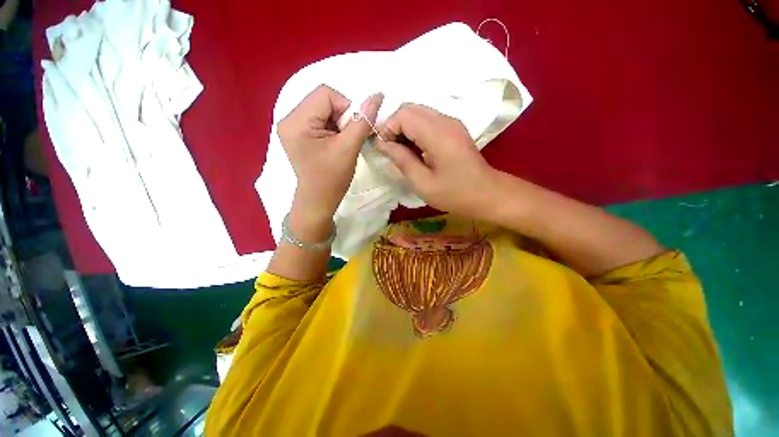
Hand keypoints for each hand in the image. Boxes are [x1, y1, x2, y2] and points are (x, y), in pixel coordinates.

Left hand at [277, 85, 383, 227]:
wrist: (319, 200)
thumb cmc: (332, 178)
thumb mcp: (349, 148)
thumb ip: (363, 121)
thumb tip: (377, 96)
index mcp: (296, 121)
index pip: (325, 94)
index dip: (346, 107)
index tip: (353, 130)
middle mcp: (289, 118)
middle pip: (323, 100)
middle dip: (342, 116)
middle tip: (347, 139)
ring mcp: (293, 126)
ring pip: (323, 109)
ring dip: (339, 123)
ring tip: (341, 143)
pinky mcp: (299, 134)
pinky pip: (320, 119)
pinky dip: (333, 128)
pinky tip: (335, 143)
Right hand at [376, 104, 498, 219]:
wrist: (487, 194)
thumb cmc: (455, 194)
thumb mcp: (423, 183)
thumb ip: (401, 160)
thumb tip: (381, 143)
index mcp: (438, 134)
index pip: (404, 114)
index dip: (388, 128)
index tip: (385, 150)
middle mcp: (446, 120)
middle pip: (410, 108)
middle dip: (395, 127)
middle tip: (393, 151)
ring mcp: (452, 122)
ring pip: (419, 113)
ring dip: (405, 129)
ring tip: (404, 153)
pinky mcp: (454, 128)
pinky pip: (429, 121)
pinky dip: (416, 131)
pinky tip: (417, 151)